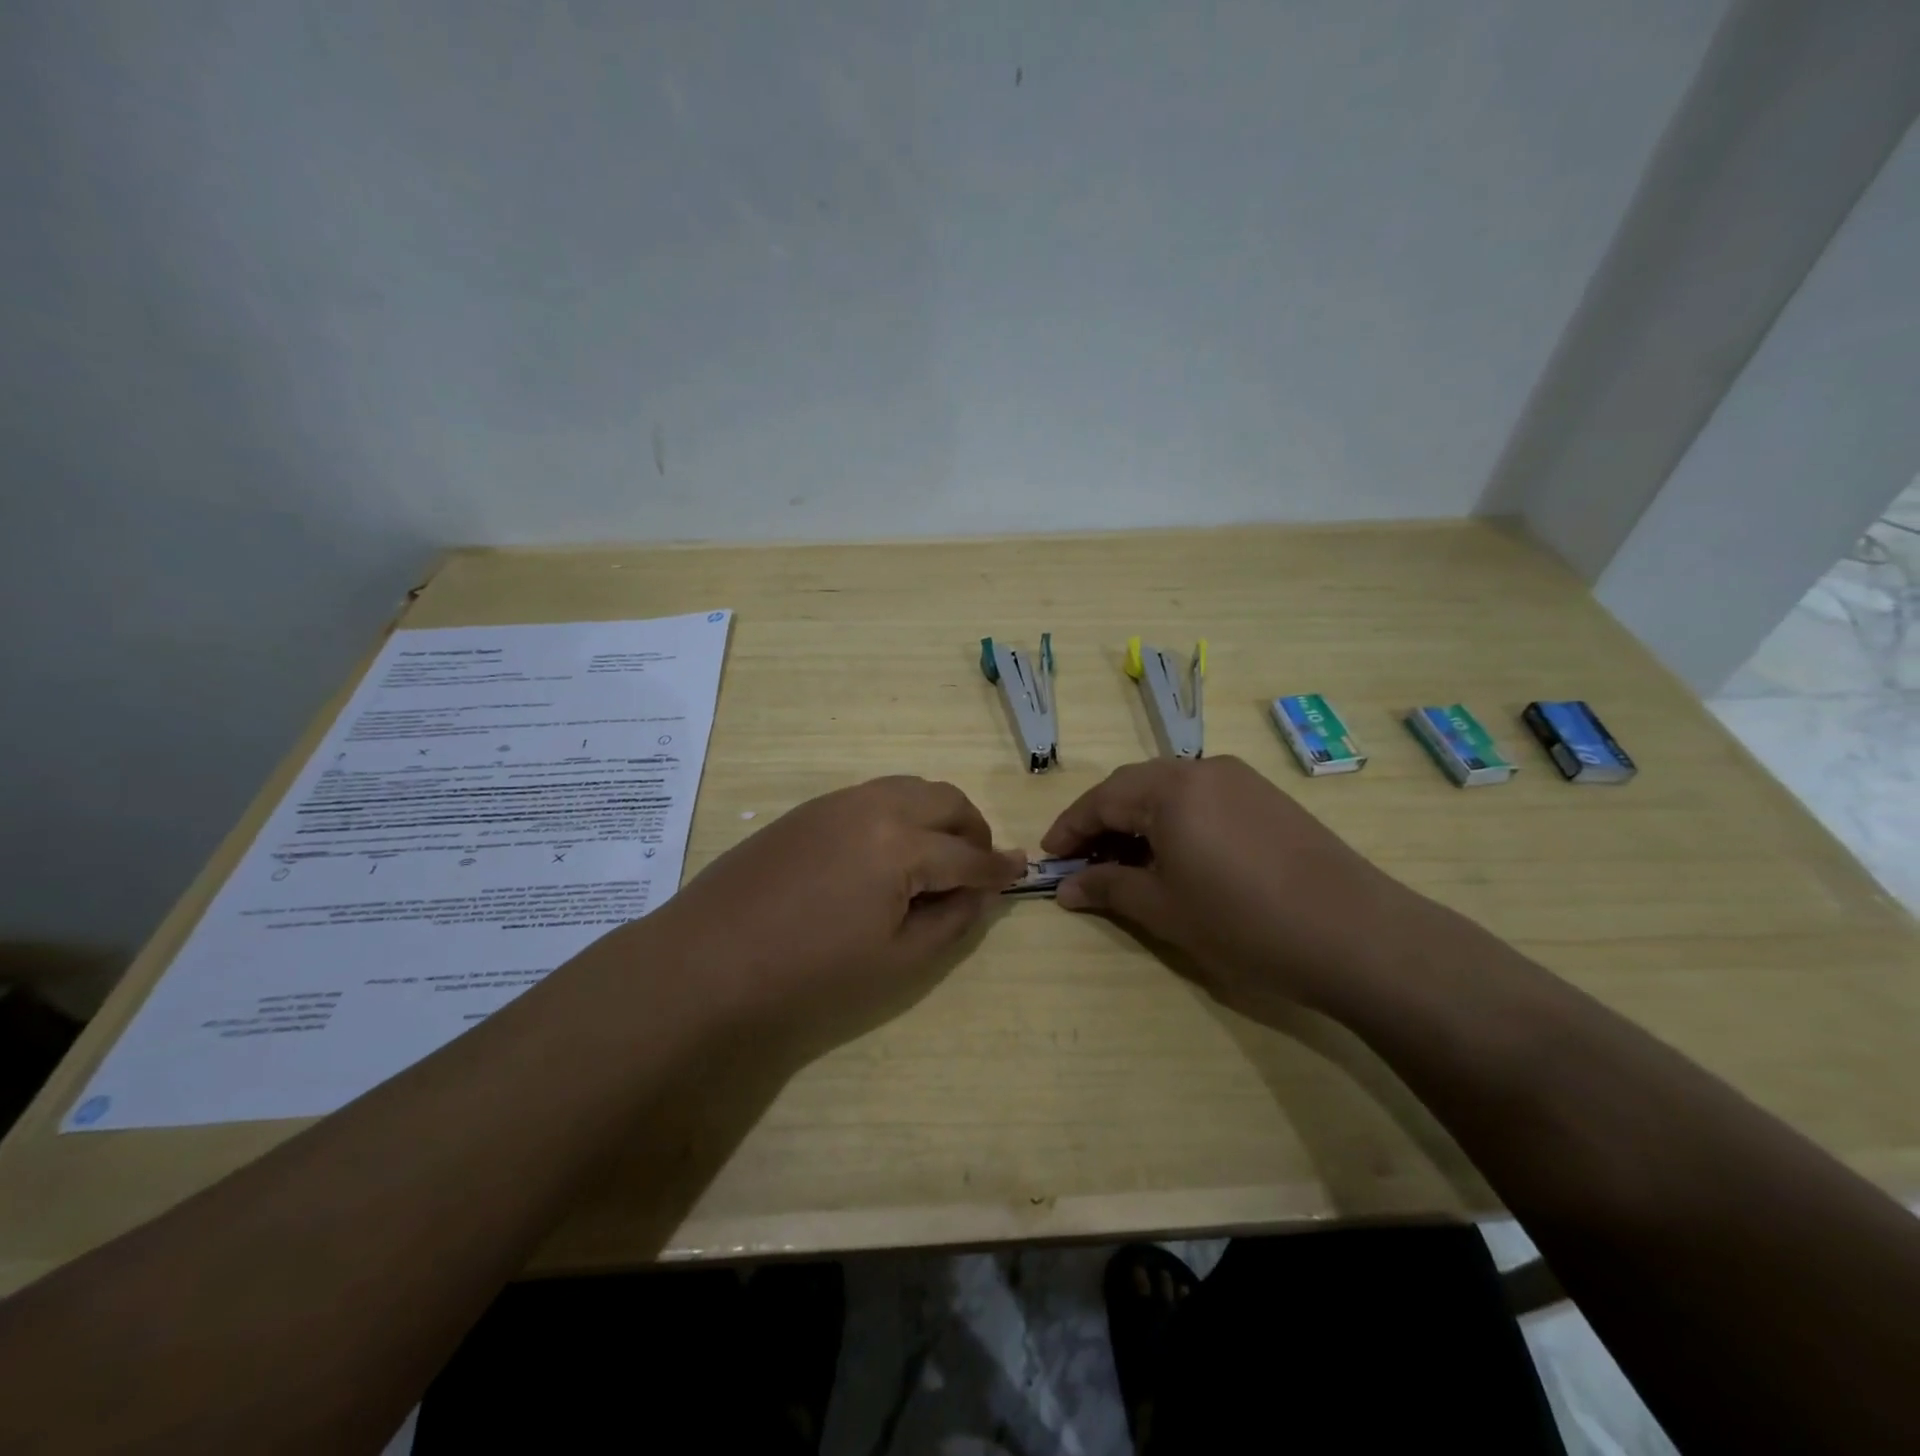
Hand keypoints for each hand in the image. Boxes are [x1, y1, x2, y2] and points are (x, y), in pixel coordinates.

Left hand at [652, 776, 1025, 1057]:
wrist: (707, 963)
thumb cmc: (809, 974)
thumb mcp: (897, 961)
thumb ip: (951, 920)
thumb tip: (980, 891)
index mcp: (902, 845)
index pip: (968, 855)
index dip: (998, 869)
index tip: (1019, 873)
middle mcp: (875, 806)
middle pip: (946, 800)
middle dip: (973, 830)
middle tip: (976, 865)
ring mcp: (838, 801)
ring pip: (910, 788)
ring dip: (937, 814)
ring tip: (936, 855)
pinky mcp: (809, 808)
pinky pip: (874, 795)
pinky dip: (900, 812)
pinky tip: (886, 851)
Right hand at [1042, 757, 1432, 1022]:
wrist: (1355, 934)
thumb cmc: (1243, 922)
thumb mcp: (1164, 909)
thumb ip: (1108, 889)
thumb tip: (1066, 888)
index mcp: (1170, 789)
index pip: (1102, 800)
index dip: (1070, 828)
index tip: (1049, 856)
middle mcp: (1202, 769)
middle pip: (1134, 786)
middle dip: (1101, 820)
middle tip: (1082, 859)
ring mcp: (1240, 779)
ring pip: (1169, 789)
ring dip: (1138, 819)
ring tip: (1126, 860)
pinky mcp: (1267, 796)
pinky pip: (1202, 797)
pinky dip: (1175, 819)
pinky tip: (1176, 854)